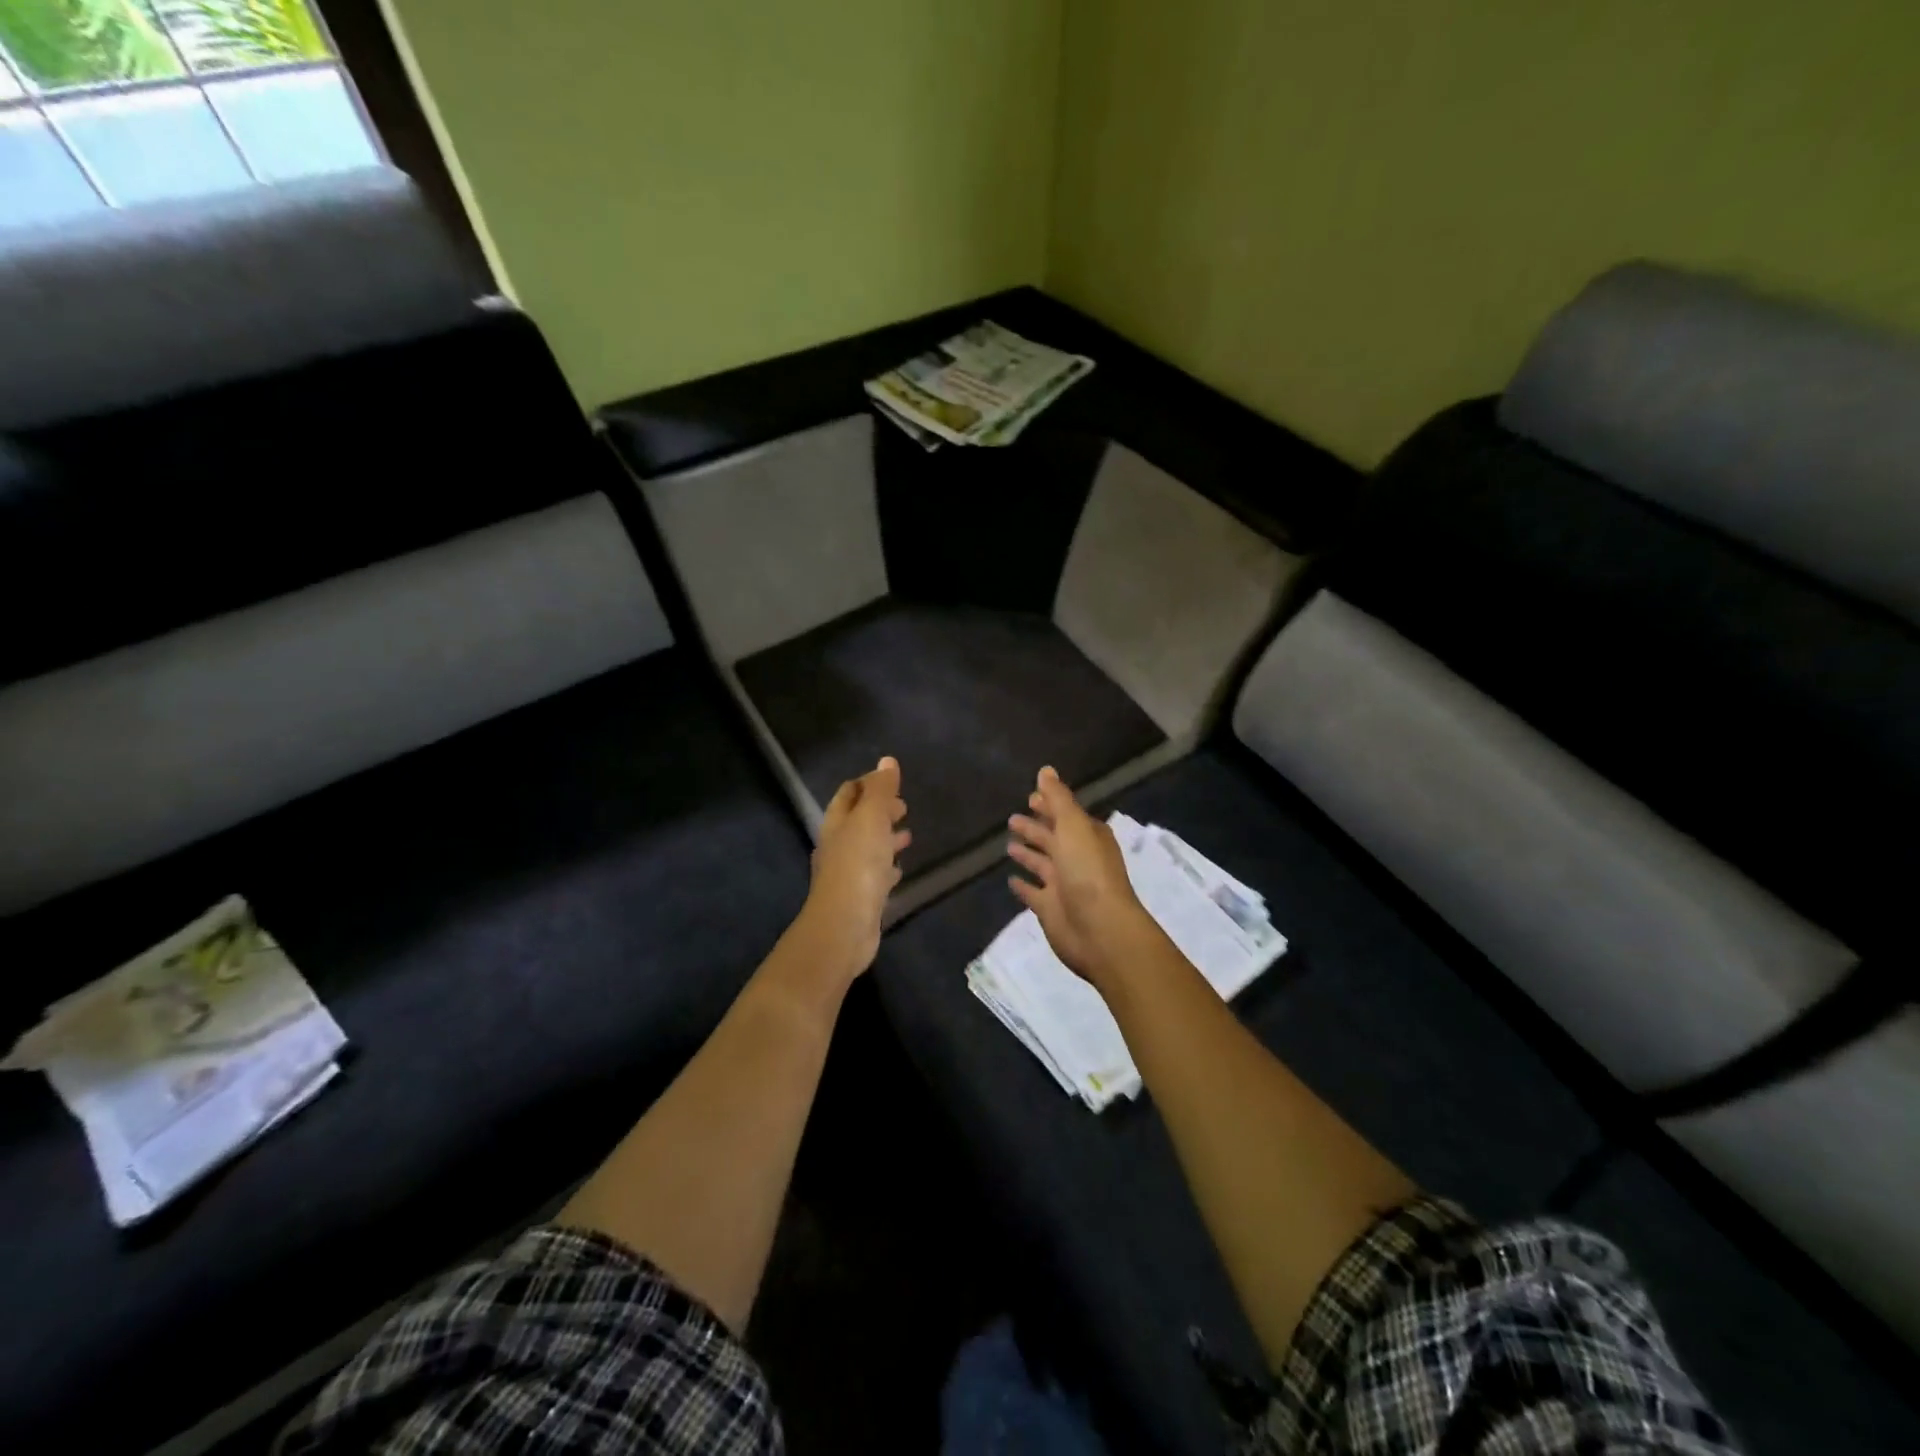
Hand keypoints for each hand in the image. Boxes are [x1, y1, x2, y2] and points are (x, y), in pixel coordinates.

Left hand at [802, 757, 910, 978]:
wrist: (845, 925)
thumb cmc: (858, 865)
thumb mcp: (871, 819)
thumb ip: (880, 791)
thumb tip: (887, 761)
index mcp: (837, 822)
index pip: (849, 793)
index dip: (868, 783)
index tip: (892, 781)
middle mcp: (838, 845)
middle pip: (857, 820)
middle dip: (879, 810)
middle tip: (903, 807)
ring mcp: (848, 872)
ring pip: (867, 847)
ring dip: (885, 837)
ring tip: (908, 834)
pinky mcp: (860, 896)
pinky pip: (875, 874)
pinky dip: (887, 866)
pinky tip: (899, 869)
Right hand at [1007, 766, 1161, 993]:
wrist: (1099, 929)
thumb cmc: (1088, 871)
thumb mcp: (1073, 826)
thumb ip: (1058, 798)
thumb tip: (1046, 769)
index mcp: (1088, 837)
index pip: (1066, 815)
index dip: (1049, 805)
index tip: (1030, 797)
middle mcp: (1077, 858)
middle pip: (1053, 838)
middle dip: (1036, 828)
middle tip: (1012, 819)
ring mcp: (1064, 885)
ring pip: (1042, 864)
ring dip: (1028, 854)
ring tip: (1008, 844)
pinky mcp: (1050, 909)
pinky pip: (1033, 893)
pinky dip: (1023, 886)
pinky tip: (1010, 880)